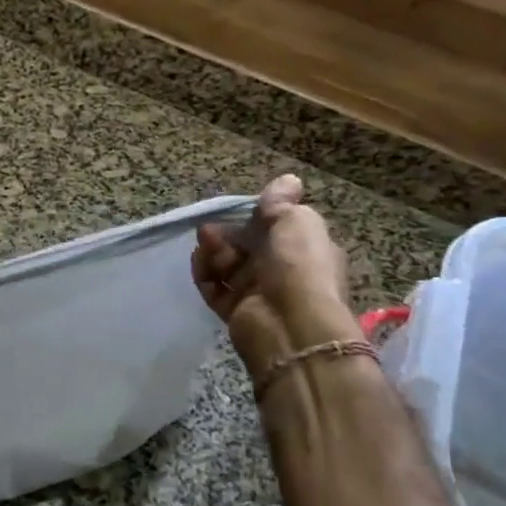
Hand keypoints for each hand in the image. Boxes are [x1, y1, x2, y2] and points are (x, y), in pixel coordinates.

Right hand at [192, 175, 358, 386]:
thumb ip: (282, 202)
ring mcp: (259, 293)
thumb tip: (289, 180)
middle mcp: (283, 271)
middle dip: (227, 235)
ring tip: (205, 248)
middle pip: (247, 246)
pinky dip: (205, 275)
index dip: (256, 218)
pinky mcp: (236, 312)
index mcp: (305, 248)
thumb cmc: (299, 266)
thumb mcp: (296, 221)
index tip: (238, 210)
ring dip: (213, 253)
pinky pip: (215, 288)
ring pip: (228, 266)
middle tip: (209, 232)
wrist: (291, 326)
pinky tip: (200, 266)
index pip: (276, 227)